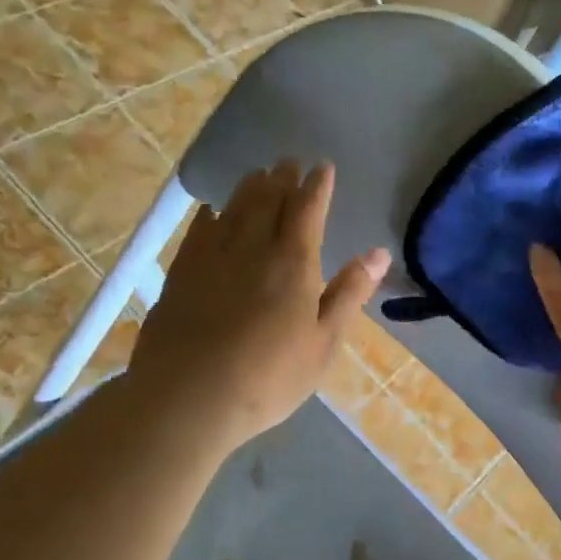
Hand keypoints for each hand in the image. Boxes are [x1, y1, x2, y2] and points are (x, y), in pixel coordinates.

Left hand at [128, 162, 389, 453]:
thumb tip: (379, 253)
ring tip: (258, 175)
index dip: (317, 186)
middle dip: (282, 178)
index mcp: (293, 263)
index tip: (323, 167)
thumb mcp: (324, 342)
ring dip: (249, 188)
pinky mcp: (181, 273)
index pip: (307, 209)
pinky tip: (213, 212)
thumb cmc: (269, 377)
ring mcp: (211, 257)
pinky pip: (199, 230)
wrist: (188, 397)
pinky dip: (212, 214)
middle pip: (268, 200)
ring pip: (233, 209)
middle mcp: (251, 247)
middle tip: (289, 162)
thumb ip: (349, 293)